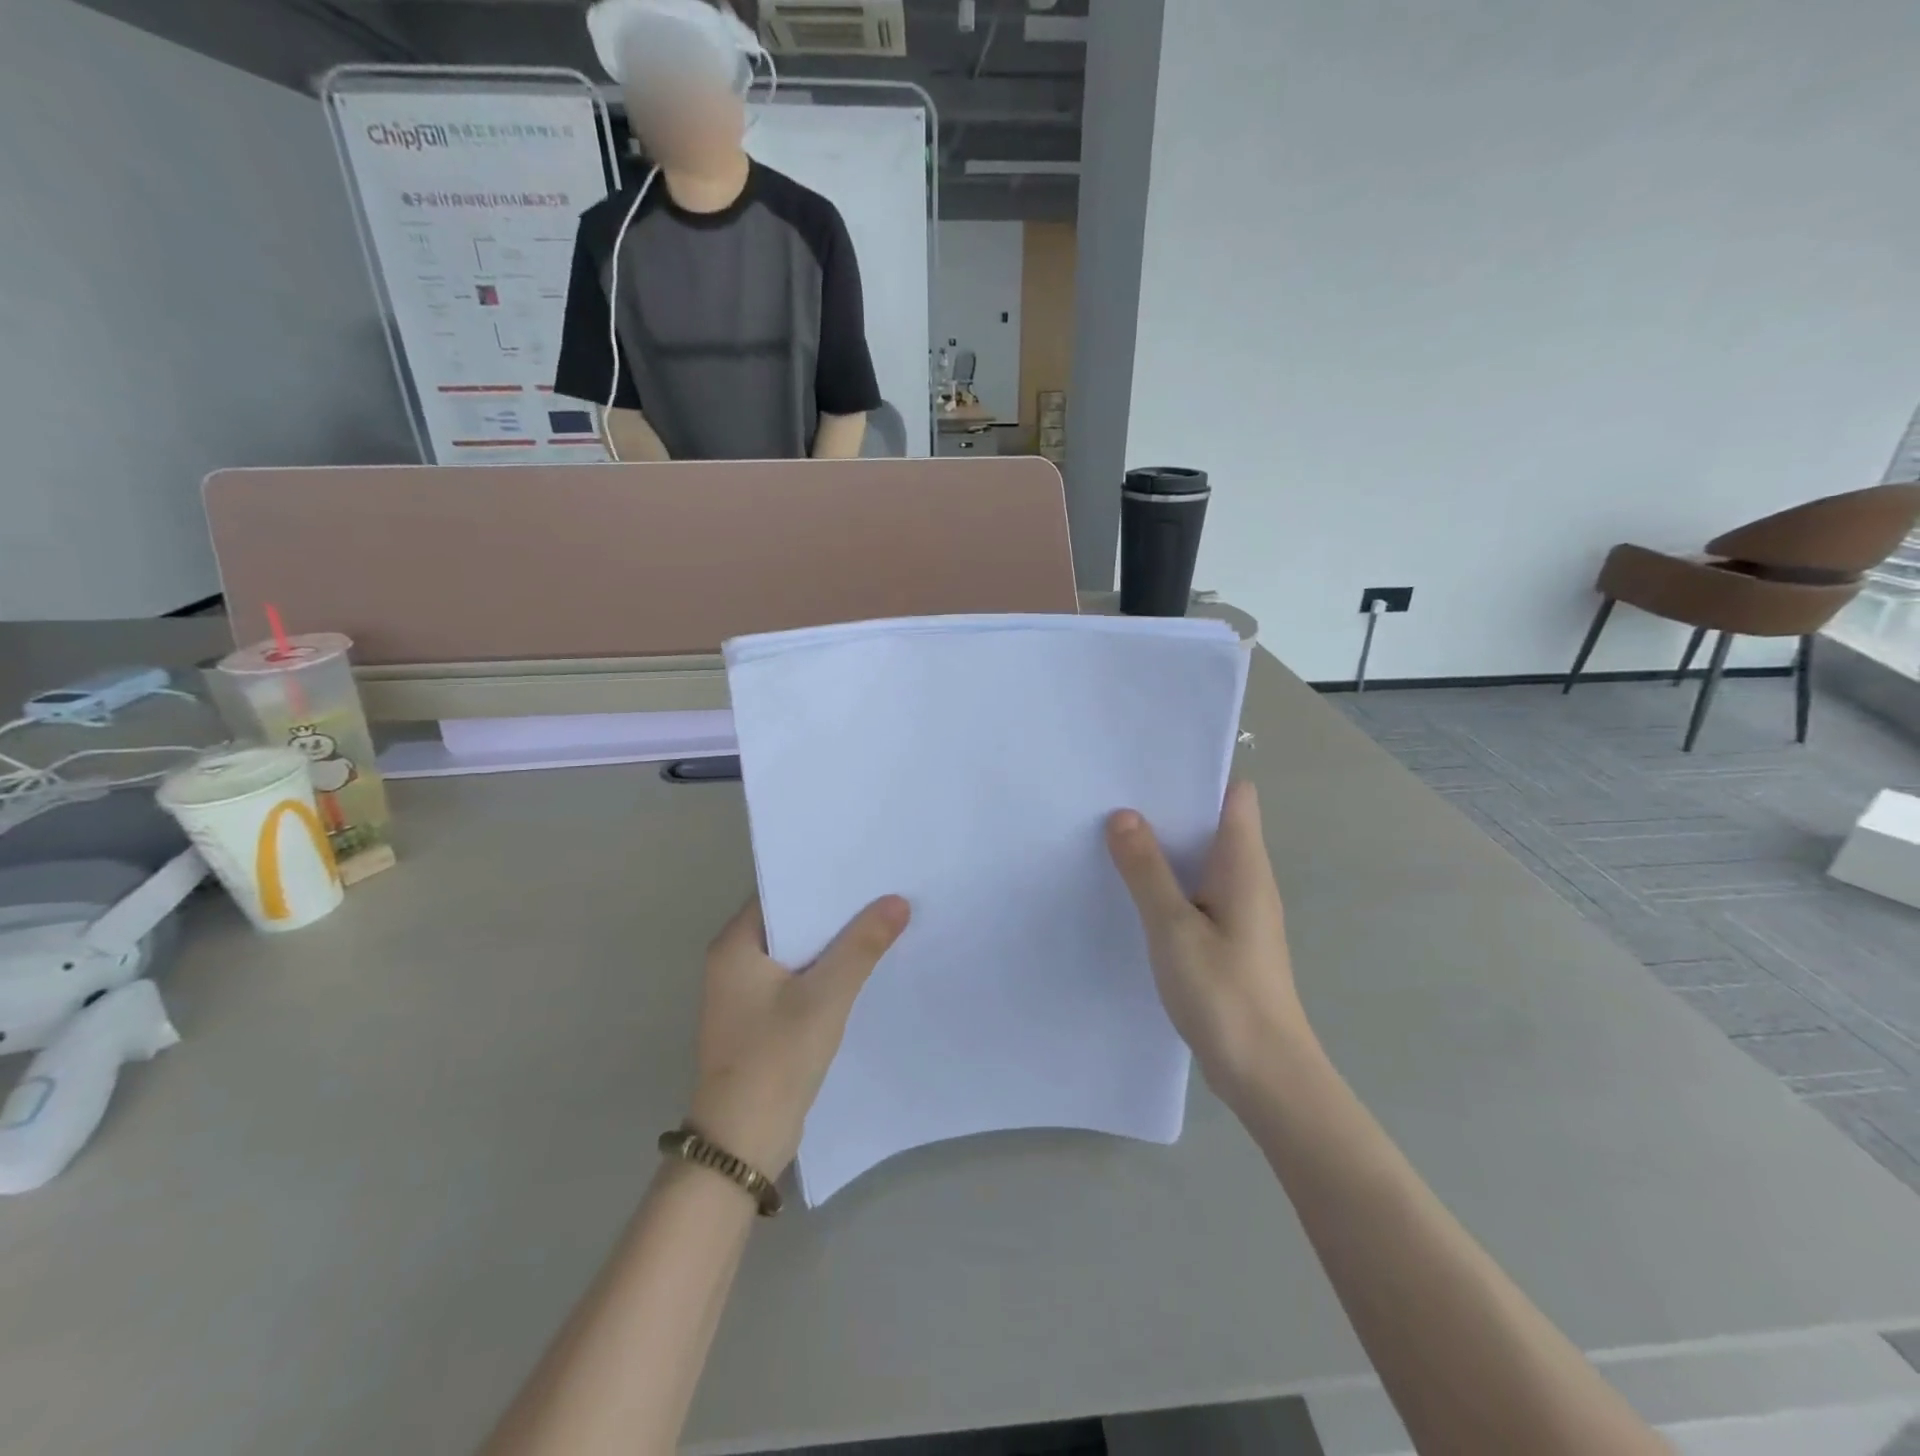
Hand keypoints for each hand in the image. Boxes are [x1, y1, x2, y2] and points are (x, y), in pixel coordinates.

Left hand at [687, 895, 910, 1177]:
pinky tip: (862, 966)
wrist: (741, 1145)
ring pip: (796, 952)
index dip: (819, 878)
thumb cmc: (775, 1059)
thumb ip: (861, 946)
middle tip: (882, 888)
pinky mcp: (760, 1020)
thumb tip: (897, 901)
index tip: (862, 865)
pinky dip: (825, 971)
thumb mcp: (825, 997)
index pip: (779, 892)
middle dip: (833, 909)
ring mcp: (745, 994)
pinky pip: (797, 980)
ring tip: (882, 919)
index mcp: (734, 946)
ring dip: (832, 942)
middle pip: (790, 921)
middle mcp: (733, 962)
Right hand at [1106, 782, 1313, 1102]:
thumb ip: (1146, 870)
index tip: (1149, 765)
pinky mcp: (1226, 937)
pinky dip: (1166, 881)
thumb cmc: (1224, 993)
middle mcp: (1246, 878)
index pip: (1234, 795)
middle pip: (1213, 822)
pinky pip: (1194, 891)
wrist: (1264, 1074)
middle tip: (1114, 794)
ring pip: (1200, 859)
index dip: (1198, 773)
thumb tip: (1124, 815)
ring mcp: (1238, 909)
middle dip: (1168, 807)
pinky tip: (1130, 888)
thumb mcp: (1173, 927)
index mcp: (1243, 865)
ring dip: (1164, 846)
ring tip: (1112, 831)